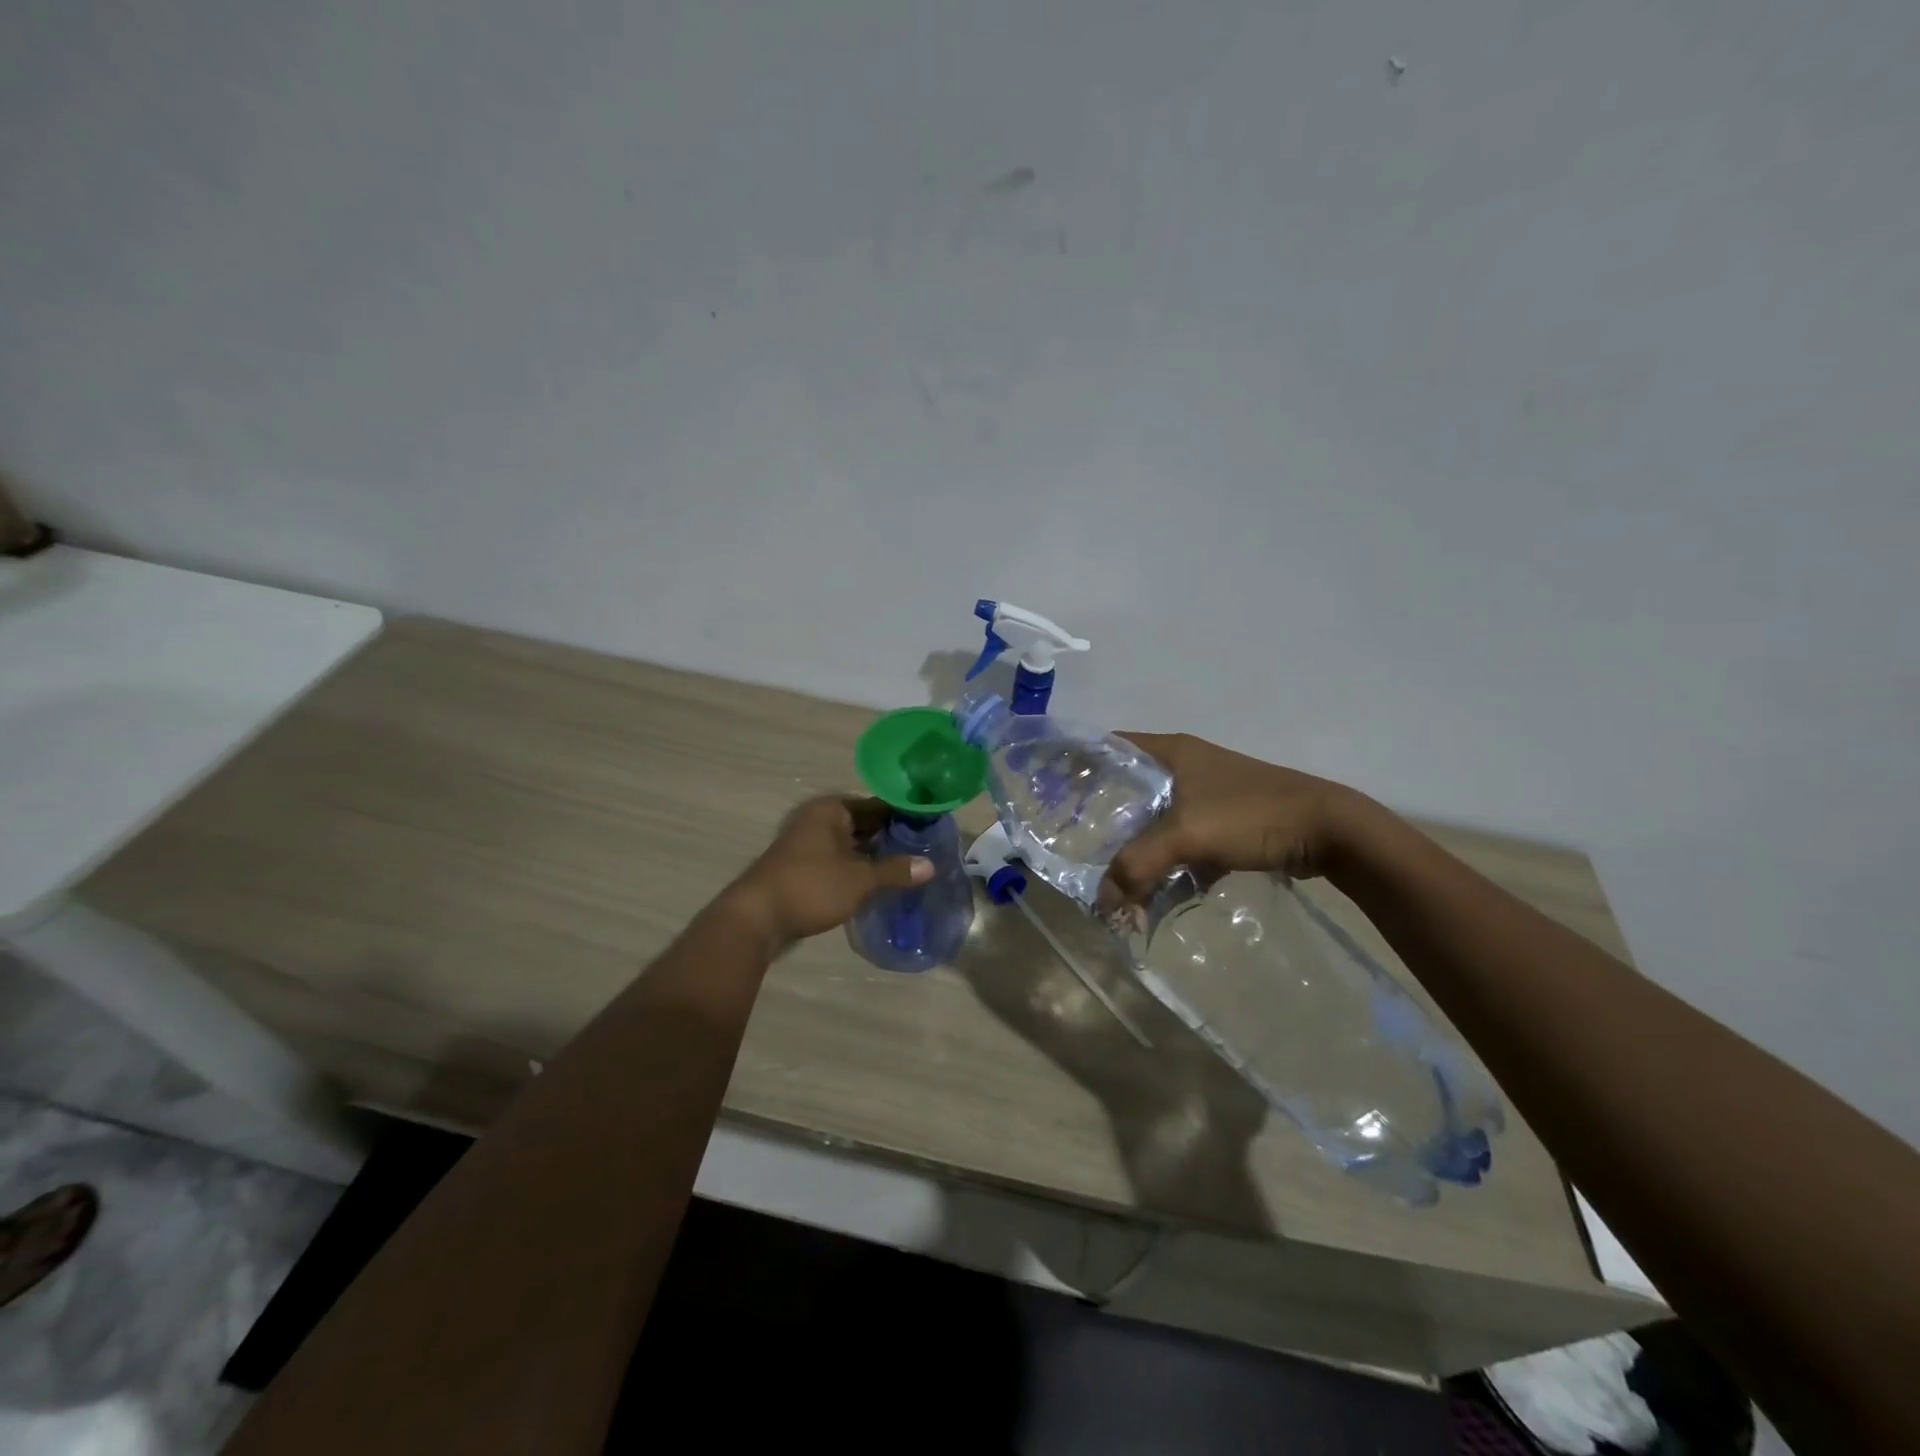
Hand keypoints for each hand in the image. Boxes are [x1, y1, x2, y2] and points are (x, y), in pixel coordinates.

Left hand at [722, 796, 932, 950]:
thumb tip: (930, 866)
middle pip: (864, 824)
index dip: (904, 816)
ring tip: (908, 867)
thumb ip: (896, 870)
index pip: (878, 805)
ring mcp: (808, 844)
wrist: (756, 918)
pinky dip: (858, 869)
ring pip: (852, 845)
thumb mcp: (860, 879)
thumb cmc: (811, 886)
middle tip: (925, 850)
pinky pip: (839, 861)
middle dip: (891, 838)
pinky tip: (879, 883)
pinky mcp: (803, 868)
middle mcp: (819, 820)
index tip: (931, 827)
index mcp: (832, 810)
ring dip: (875, 856)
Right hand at [1099, 733, 1372, 908]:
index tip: (1053, 789)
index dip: (1081, 762)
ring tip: (1114, 878)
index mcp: (1171, 751)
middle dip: (1106, 819)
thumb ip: (1138, 865)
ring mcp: (1206, 794)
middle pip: (1130, 788)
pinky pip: (1183, 841)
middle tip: (1077, 844)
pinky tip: (1157, 893)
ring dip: (1139, 849)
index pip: (1111, 746)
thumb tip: (1101, 901)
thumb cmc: (1251, 814)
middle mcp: (1185, 766)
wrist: (1329, 831)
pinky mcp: (1225, 822)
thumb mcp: (1187, 835)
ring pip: (1157, 819)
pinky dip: (1170, 864)